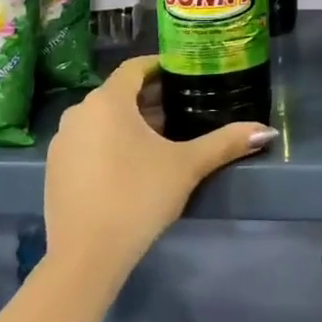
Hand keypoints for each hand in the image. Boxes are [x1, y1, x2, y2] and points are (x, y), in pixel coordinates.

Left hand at [43, 55, 275, 274]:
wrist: (86, 255)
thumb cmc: (139, 196)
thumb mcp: (187, 166)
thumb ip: (226, 142)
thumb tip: (266, 131)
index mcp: (108, 101)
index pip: (135, 68)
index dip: (160, 66)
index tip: (184, 72)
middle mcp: (79, 112)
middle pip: (119, 94)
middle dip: (150, 98)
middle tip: (183, 107)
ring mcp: (62, 141)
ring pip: (101, 119)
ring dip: (130, 122)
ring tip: (162, 137)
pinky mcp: (55, 168)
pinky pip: (87, 141)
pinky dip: (109, 142)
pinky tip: (131, 166)